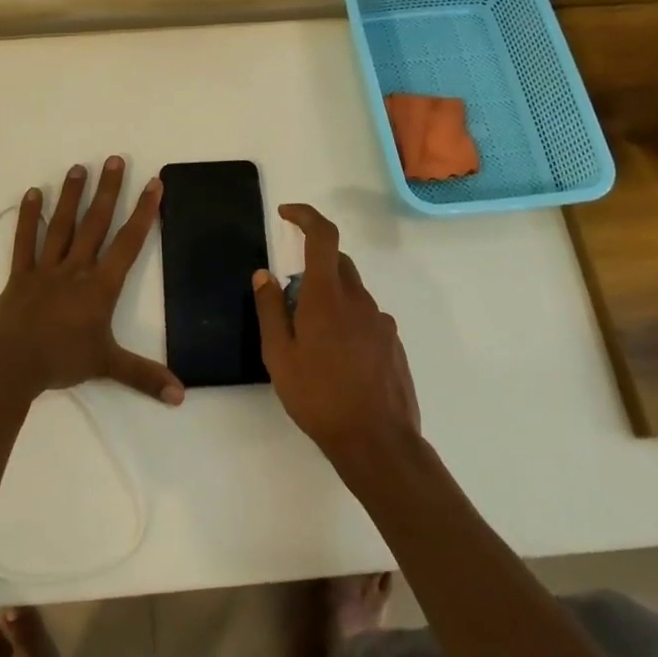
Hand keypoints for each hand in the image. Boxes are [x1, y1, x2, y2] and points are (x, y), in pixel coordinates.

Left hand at [0, 157, 184, 405]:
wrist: (10, 364)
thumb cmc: (62, 361)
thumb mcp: (108, 366)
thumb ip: (145, 376)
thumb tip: (182, 395)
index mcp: (101, 285)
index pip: (129, 242)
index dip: (144, 212)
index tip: (154, 183)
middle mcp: (77, 267)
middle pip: (96, 222)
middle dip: (109, 190)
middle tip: (116, 159)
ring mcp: (46, 267)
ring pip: (63, 225)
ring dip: (72, 195)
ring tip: (79, 167)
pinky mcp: (21, 274)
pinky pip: (26, 241)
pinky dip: (29, 217)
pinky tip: (33, 193)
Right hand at [253, 204, 419, 457]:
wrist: (378, 442)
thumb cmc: (319, 397)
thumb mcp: (279, 356)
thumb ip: (270, 310)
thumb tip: (264, 274)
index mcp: (327, 296)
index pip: (322, 236)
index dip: (305, 216)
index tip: (287, 213)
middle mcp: (359, 299)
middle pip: (337, 263)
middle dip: (311, 269)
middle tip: (289, 306)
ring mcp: (381, 321)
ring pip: (351, 293)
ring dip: (330, 300)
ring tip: (312, 344)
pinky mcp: (393, 343)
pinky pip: (365, 318)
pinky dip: (348, 322)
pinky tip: (338, 361)